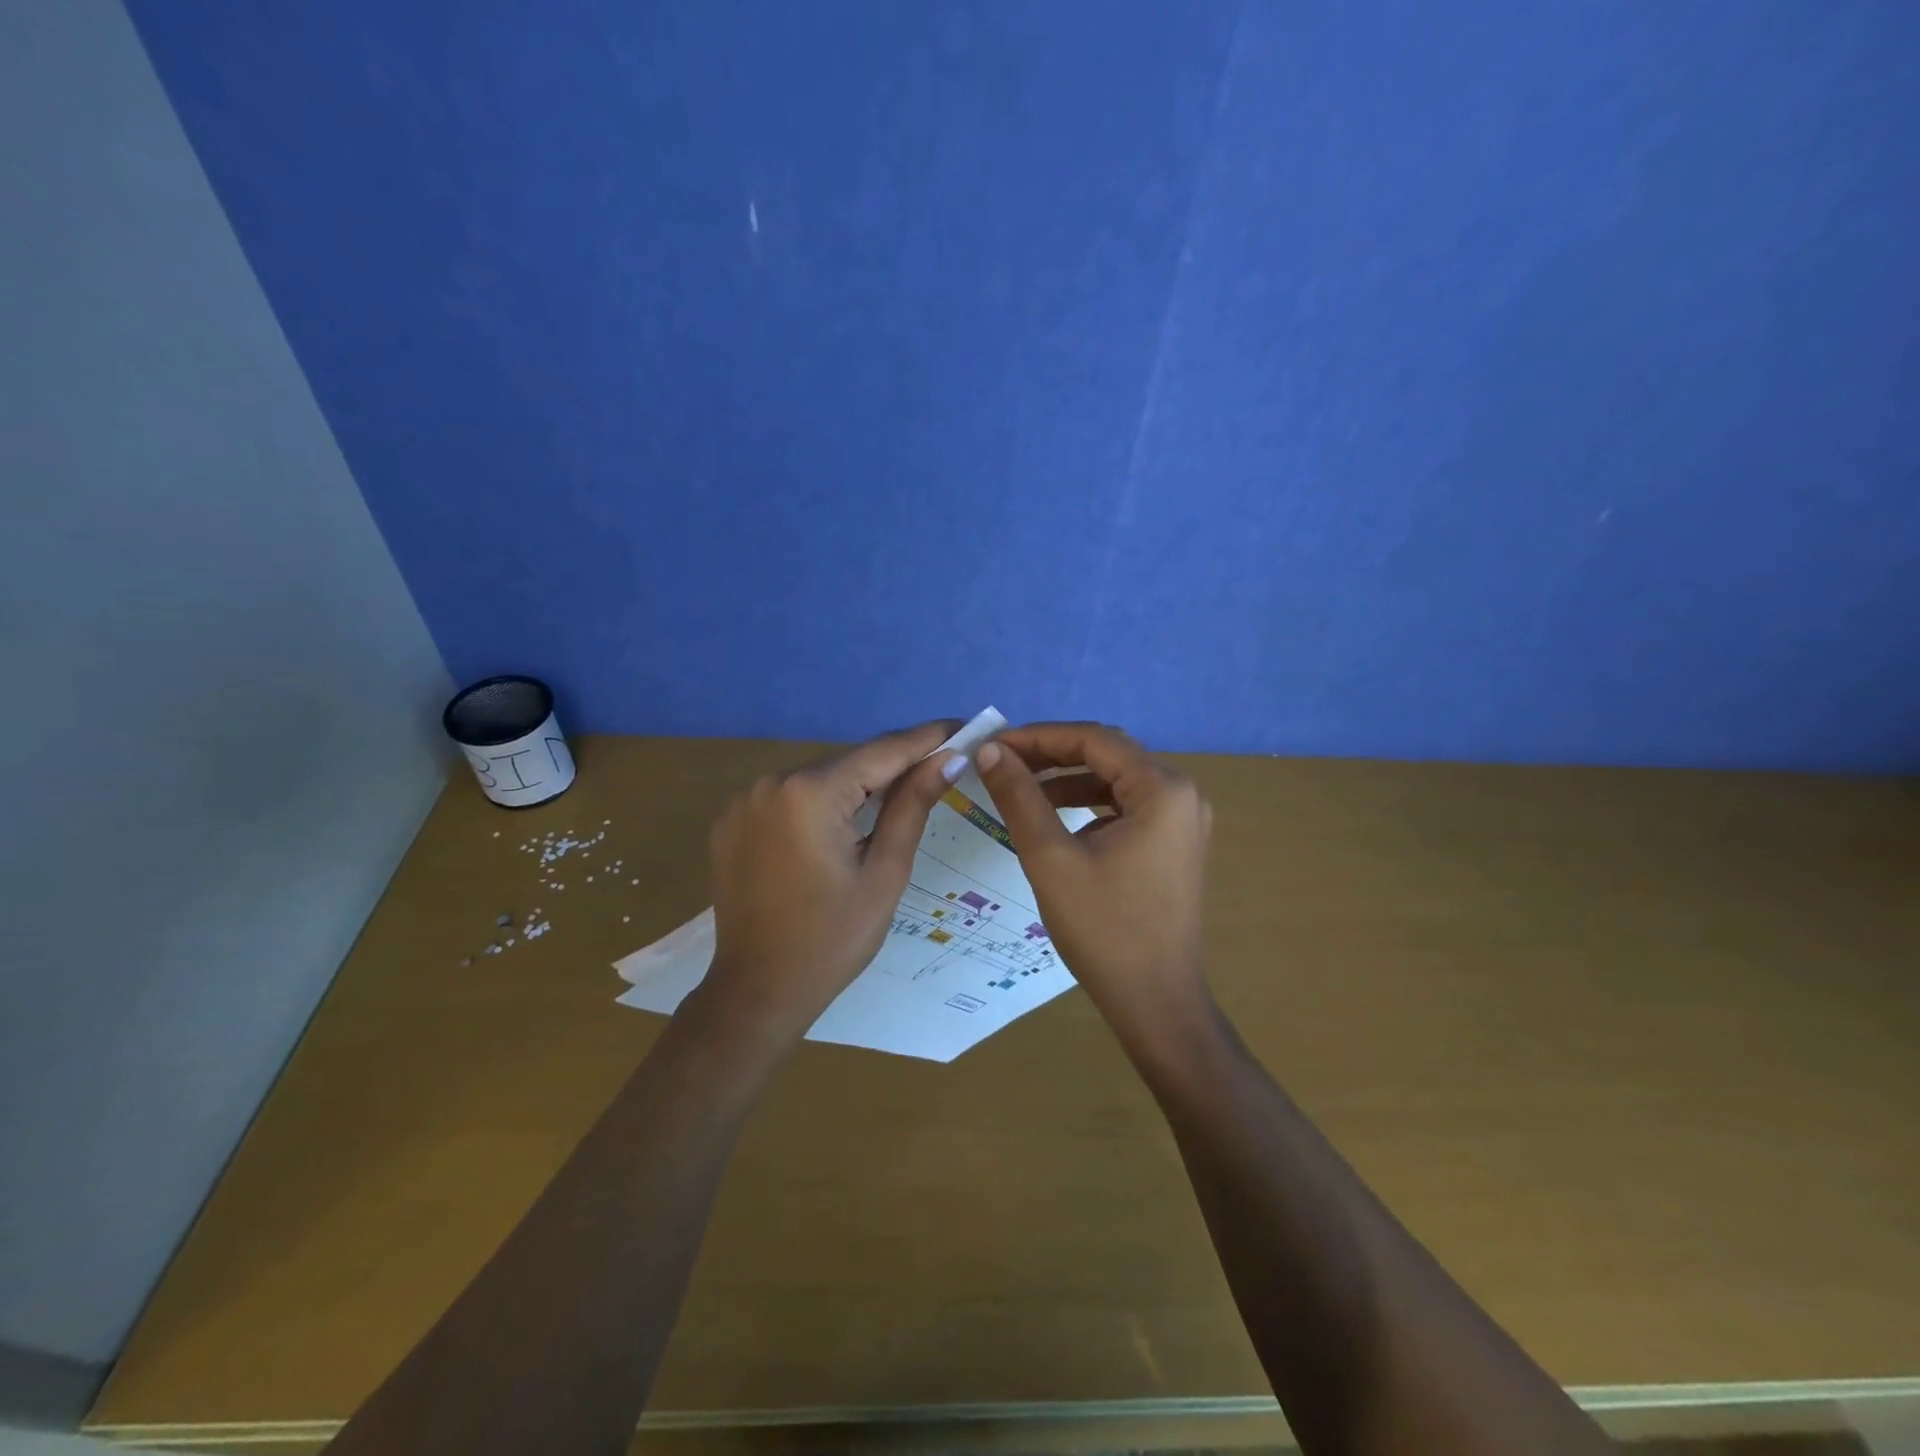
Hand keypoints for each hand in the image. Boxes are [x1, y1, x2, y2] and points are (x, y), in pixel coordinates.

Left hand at [700, 721, 965, 1040]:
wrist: (757, 991)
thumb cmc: (833, 939)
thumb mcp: (885, 872)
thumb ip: (913, 805)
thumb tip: (950, 758)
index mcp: (810, 793)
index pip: (882, 751)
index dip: (927, 738)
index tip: (964, 727)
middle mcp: (771, 782)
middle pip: (849, 762)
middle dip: (895, 764)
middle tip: (942, 765)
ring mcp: (745, 800)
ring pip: (820, 777)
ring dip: (858, 783)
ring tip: (900, 794)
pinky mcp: (732, 820)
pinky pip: (790, 797)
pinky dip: (822, 802)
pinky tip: (844, 825)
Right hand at [974, 722, 1211, 1030]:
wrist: (1156, 1003)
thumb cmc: (1104, 930)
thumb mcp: (1051, 858)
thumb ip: (1019, 797)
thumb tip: (989, 751)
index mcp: (1163, 789)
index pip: (1094, 739)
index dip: (1038, 737)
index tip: (993, 745)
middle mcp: (1182, 794)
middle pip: (1108, 754)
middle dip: (1052, 755)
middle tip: (1001, 762)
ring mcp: (1183, 820)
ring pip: (1116, 780)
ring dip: (1067, 779)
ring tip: (1019, 788)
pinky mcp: (1174, 843)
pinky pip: (1126, 806)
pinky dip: (1088, 804)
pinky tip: (1054, 817)